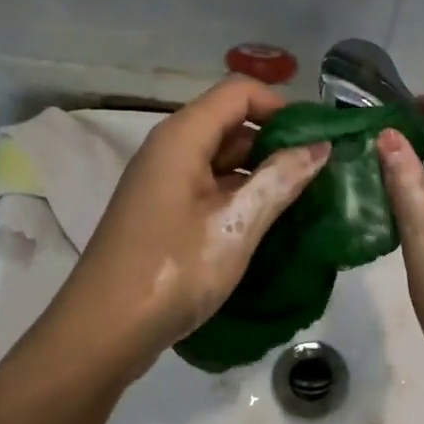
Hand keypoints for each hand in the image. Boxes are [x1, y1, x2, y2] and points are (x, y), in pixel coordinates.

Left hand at [47, 78, 329, 380]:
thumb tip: (321, 146)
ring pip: (222, 158)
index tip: (316, 141)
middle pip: (230, 122)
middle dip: (276, 141)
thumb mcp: (236, 224)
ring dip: (261, 173)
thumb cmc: (173, 269)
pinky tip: (267, 223)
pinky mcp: (164, 212)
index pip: (239, 91)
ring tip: (302, 200)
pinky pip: (209, 187)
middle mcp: (169, 149)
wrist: (102, 332)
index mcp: (182, 137)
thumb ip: (280, 179)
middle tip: (319, 174)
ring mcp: (164, 182)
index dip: (280, 106)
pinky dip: (240, 196)